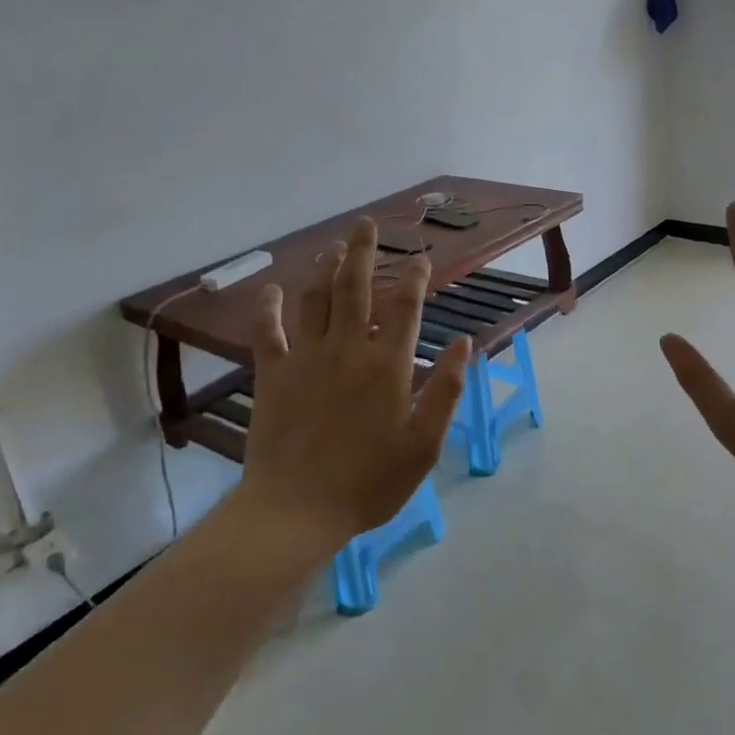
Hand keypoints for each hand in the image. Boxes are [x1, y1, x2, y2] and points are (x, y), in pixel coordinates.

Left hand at [238, 218, 471, 551]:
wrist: (296, 510)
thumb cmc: (369, 482)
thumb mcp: (424, 444)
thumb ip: (447, 390)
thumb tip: (466, 343)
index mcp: (388, 365)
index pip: (405, 307)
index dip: (415, 278)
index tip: (422, 258)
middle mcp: (347, 349)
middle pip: (355, 287)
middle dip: (363, 251)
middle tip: (366, 224)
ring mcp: (306, 358)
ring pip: (316, 298)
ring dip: (326, 268)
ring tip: (335, 247)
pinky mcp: (273, 374)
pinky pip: (268, 331)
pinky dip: (268, 307)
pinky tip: (271, 290)